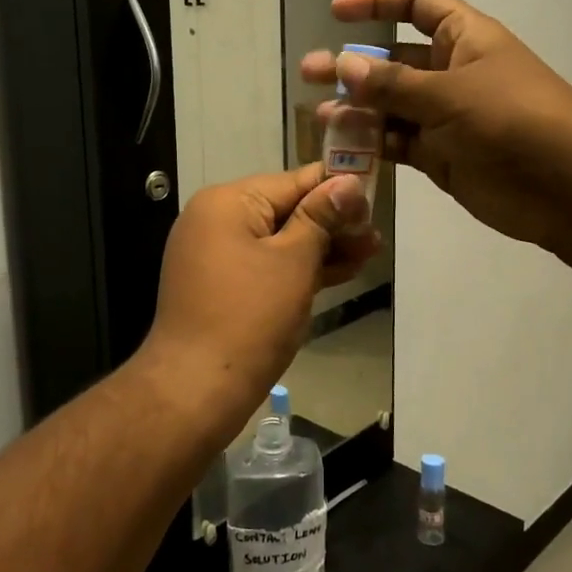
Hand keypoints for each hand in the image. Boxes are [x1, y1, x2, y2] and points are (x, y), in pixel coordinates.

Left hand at [139, 165, 375, 432]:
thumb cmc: (250, 318)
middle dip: (332, 223)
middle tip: (376, 237)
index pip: (293, 181)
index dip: (337, 188)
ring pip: (278, 239)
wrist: (196, 390)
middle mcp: (215, 219)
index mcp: (228, 202)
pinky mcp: (221, 284)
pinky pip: (265, 263)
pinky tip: (339, 272)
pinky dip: (297, 268)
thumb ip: (322, 217)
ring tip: (369, 254)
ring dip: (321, 247)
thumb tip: (348, 181)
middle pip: (285, 209)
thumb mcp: (294, 261)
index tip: (376, 199)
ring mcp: (215, 253)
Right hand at [301, 0, 571, 251]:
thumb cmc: (514, 120)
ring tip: (320, 114)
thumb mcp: (451, 94)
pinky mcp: (442, 156)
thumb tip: (343, 64)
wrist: (568, 187)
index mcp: (464, 38)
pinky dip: (372, 145)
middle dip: (354, 64)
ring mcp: (446, 117)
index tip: (337, 12)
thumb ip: (394, 84)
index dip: (378, 2)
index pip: (417, 5)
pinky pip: (398, 143)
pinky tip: (342, 147)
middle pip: (394, 60)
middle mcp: (452, 72)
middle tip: (310, 72)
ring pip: (391, 106)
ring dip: (357, 108)